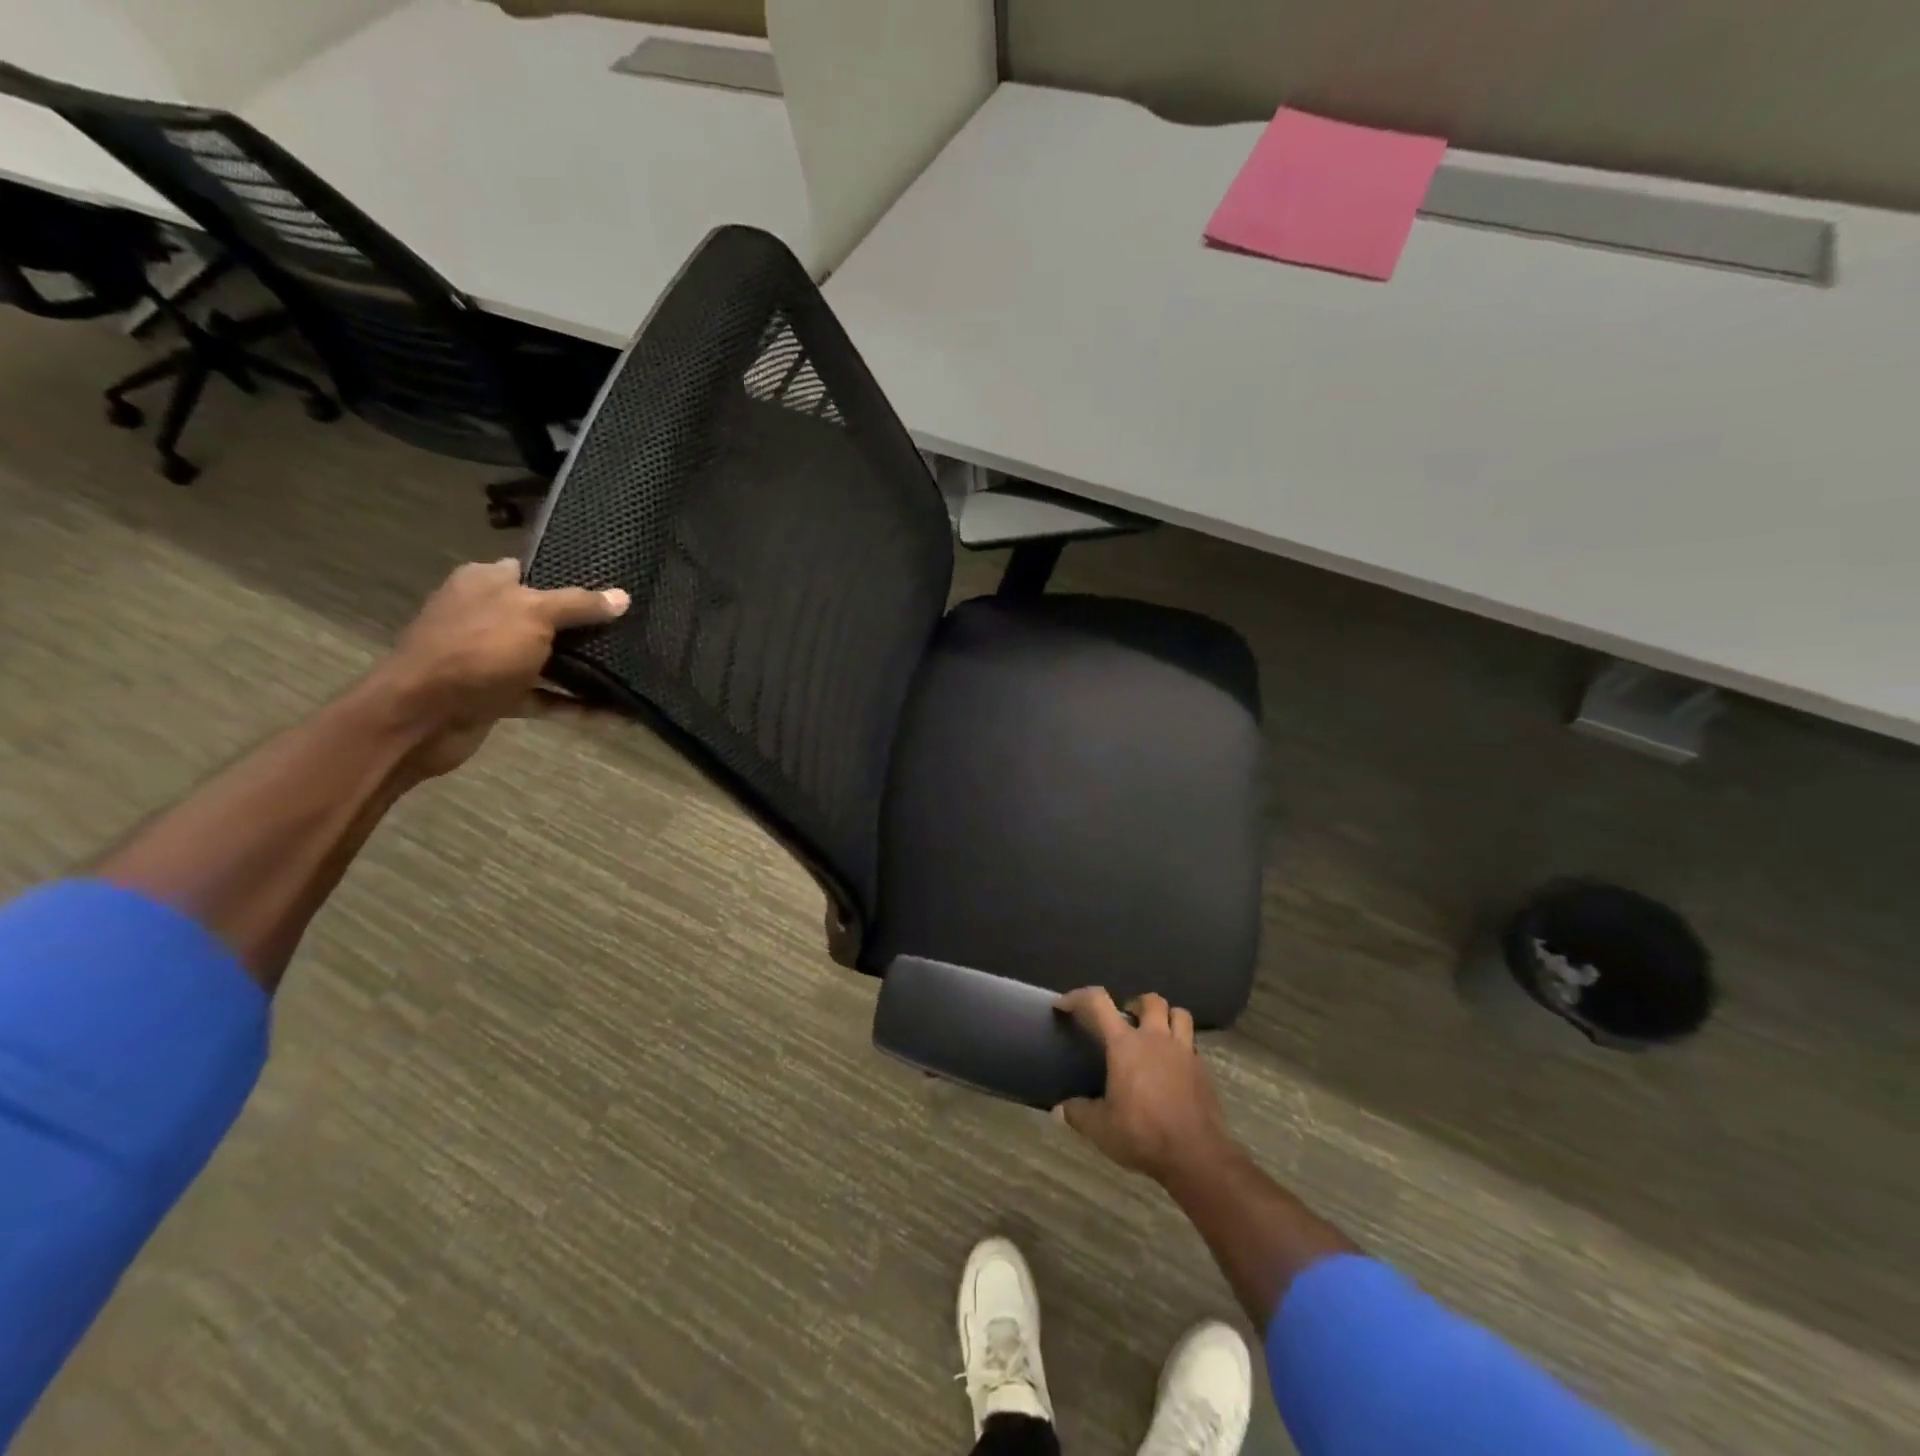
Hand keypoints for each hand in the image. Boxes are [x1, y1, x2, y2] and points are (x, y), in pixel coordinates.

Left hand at [371, 558, 629, 777]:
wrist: (422, 717)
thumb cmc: (477, 650)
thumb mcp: (534, 615)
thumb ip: (579, 605)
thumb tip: (622, 596)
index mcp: (484, 583)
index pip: (531, 571)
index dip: (569, 578)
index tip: (609, 590)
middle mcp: (484, 616)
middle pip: (544, 617)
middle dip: (583, 627)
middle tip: (629, 630)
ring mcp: (488, 658)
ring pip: (546, 659)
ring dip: (582, 669)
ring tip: (629, 671)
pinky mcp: (496, 696)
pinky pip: (544, 697)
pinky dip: (573, 705)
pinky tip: (612, 712)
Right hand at [1055, 988, 1236, 1185]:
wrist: (1196, 1155)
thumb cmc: (1143, 1134)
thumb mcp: (1101, 1128)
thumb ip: (1078, 1114)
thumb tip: (1059, 1110)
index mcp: (1125, 1044)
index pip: (1098, 1003)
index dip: (1078, 997)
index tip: (1064, 1005)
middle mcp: (1156, 1038)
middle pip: (1151, 1001)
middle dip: (1137, 1004)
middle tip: (1127, 1022)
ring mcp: (1184, 1051)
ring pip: (1179, 1014)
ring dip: (1166, 1017)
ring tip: (1155, 1035)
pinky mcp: (1203, 1070)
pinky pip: (1192, 1045)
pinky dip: (1182, 1047)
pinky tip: (1173, 1068)